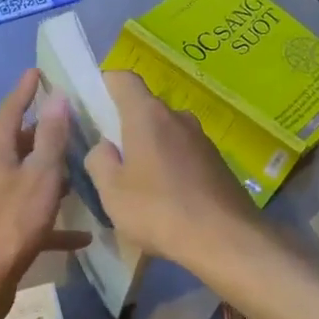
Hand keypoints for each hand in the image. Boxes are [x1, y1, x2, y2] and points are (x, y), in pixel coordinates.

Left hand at [0, 69, 89, 318]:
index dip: (25, 90)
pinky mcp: (5, 231)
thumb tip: (57, 97)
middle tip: (71, 120)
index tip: (37, 71)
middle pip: (19, 143)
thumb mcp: (41, 175)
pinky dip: (56, 221)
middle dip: (43, 132)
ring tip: (82, 168)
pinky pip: (35, 218)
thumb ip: (52, 138)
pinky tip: (83, 235)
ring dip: (52, 174)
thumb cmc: (12, 223)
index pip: (10, 109)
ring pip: (28, 179)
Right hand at [84, 71, 260, 267]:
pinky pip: (185, 155)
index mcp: (147, 115)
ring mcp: (202, 139)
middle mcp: (178, 117)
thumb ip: (98, 161)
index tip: (92, 106)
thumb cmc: (158, 211)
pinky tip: (167, 198)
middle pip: (146, 109)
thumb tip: (104, 147)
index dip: (105, 85)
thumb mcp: (111, 192)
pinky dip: (172, 167)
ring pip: (167, 134)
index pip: (123, 79)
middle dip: (126, 126)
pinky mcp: (218, 162)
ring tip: (139, 184)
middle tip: (111, 158)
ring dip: (151, 150)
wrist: (225, 238)